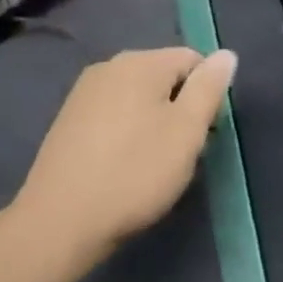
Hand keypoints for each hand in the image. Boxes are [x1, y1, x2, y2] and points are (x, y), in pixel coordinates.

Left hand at [7, 47, 235, 270]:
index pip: (194, 61)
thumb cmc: (133, 174)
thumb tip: (225, 55)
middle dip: (180, 110)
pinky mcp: (67, 121)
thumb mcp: (187, 131)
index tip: (203, 135)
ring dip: (155, 124)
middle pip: (166, 77)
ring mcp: (84, 93)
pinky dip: (127, 134)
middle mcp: (110, 66)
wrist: (57, 226)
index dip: (206, 96)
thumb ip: (209, 88)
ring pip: (140, 98)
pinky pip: (114, 115)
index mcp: (141, 61)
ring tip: (153, 165)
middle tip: (181, 154)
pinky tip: (123, 168)